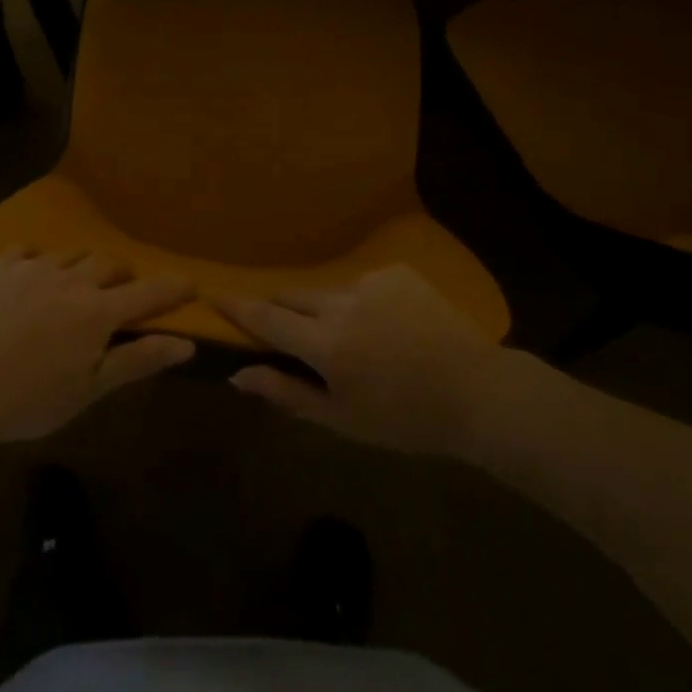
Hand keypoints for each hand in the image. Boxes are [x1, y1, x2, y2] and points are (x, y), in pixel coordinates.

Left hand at [0, 248, 195, 442]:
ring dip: (82, 266)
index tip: (191, 282)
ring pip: (71, 254)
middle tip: (118, 293)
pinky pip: (26, 249)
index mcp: (99, 311)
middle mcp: (72, 279)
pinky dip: (36, 259)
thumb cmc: (34, 398)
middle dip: (121, 275)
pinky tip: (31, 273)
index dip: (173, 287)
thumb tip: (186, 343)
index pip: (148, 292)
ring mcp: (34, 268)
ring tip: (74, 285)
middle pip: (109, 263)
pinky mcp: (1, 267)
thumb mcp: (92, 388)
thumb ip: (138, 359)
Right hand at [214, 265, 506, 457]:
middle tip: (279, 327)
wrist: (478, 392)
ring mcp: (370, 281)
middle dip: (277, 308)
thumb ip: (287, 392)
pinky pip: (362, 284)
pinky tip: (386, 326)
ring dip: (324, 310)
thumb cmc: (405, 419)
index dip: (236, 307)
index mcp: (325, 343)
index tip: (213, 296)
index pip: (265, 318)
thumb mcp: (342, 418)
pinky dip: (360, 302)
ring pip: (327, 291)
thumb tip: (239, 375)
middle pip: (290, 296)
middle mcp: (340, 302)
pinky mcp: (396, 272)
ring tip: (349, 337)